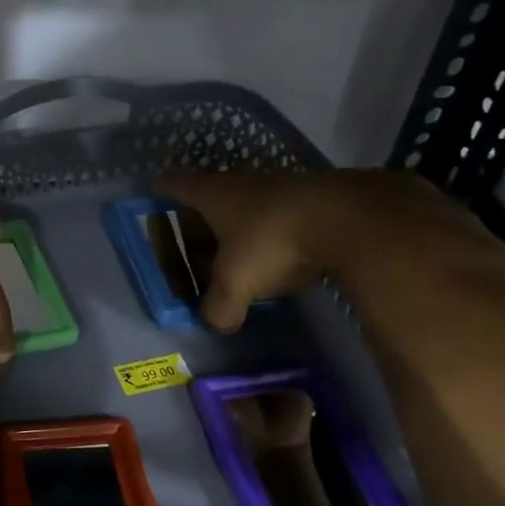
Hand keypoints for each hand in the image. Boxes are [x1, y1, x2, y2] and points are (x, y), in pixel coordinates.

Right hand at [154, 168, 468, 331]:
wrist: (352, 218)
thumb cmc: (273, 241)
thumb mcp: (235, 283)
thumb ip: (218, 307)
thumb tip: (217, 322)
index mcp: (213, 194)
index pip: (174, 185)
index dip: (160, 192)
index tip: (151, 195)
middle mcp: (243, 183)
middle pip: (210, 199)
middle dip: (198, 223)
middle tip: (192, 248)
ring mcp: (282, 187)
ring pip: (248, 208)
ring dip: (239, 232)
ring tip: (236, 260)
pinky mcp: (315, 199)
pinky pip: (281, 218)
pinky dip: (273, 236)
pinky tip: (280, 260)